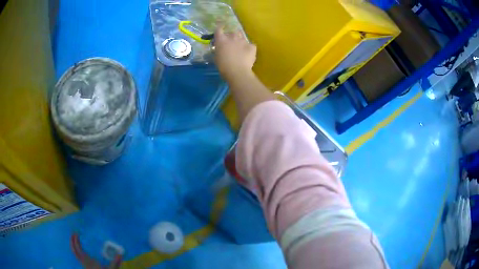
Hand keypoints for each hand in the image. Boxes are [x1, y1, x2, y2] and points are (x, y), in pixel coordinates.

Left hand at [71, 234, 121, 268]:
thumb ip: (115, 262)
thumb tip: (121, 254)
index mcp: (88, 261)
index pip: (78, 249)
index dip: (75, 241)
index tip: (76, 233)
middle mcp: (83, 262)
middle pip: (74, 250)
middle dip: (72, 241)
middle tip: (74, 232)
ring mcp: (83, 264)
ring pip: (75, 253)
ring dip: (73, 245)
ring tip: (75, 238)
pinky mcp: (85, 266)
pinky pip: (77, 256)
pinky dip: (76, 250)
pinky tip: (80, 249)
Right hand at [214, 27, 256, 81]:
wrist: (237, 71)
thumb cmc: (223, 66)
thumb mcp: (216, 57)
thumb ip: (218, 50)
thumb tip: (220, 48)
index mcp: (221, 40)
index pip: (218, 29)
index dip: (219, 29)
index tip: (220, 31)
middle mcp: (232, 37)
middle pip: (232, 32)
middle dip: (231, 36)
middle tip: (231, 42)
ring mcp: (243, 41)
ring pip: (242, 37)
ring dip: (240, 40)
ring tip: (240, 48)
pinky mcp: (252, 46)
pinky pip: (250, 45)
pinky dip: (249, 48)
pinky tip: (248, 54)